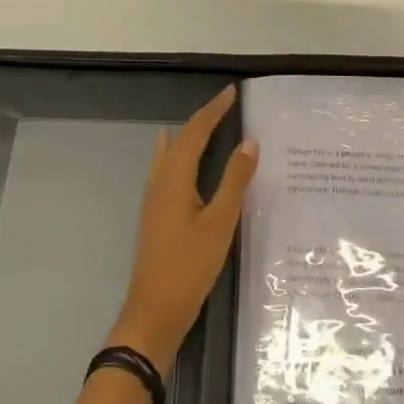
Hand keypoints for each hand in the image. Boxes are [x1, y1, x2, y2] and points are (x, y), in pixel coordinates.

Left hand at [109, 86, 258, 375]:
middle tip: (226, 104)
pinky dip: (177, 153)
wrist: (154, 311)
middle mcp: (160, 181)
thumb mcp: (220, 222)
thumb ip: (234, 181)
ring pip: (172, 153)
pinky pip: (166, 168)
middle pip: (182, 139)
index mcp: (175, 178)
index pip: (196, 132)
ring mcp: (154, 198)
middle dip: (203, 119)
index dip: (213, 111)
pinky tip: (177, 158)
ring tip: (207, 122)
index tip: (231, 92)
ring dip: (190, 135)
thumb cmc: (190, 265)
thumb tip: (249, 142)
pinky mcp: (156, 213)